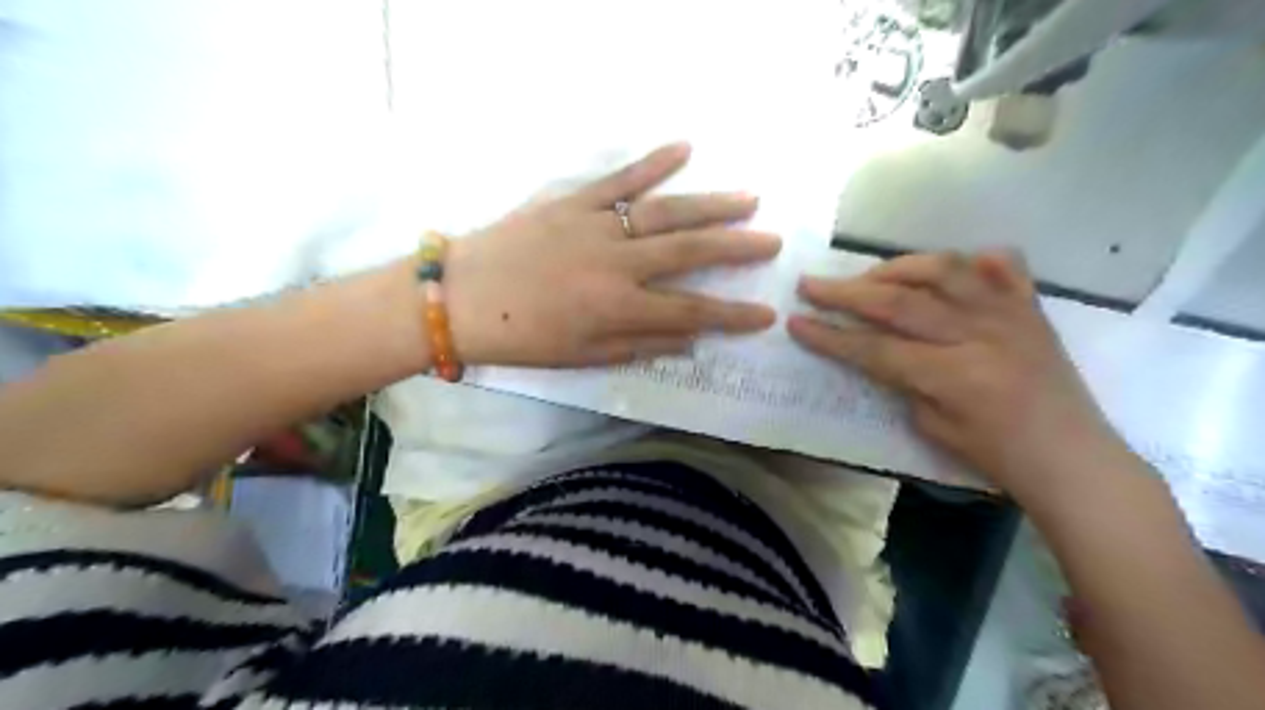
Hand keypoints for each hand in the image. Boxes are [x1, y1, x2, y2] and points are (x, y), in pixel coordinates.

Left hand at [440, 140, 783, 367]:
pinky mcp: (573, 201)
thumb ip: (639, 346)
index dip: (732, 315)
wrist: (460, 298)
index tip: (766, 315)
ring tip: (749, 199)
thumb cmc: (521, 338)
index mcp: (617, 307)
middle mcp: (616, 263)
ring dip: (710, 205)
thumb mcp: (582, 357)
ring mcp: (596, 226)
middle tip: (773, 242)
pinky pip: (619, 179)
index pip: (690, 312)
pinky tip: (684, 148)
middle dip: (736, 248)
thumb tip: (690, 341)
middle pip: (689, 252)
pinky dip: (652, 162)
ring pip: (665, 211)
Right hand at [788, 252, 1118, 502]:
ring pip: (943, 270)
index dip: (830, 335)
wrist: (1072, 456)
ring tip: (868, 274)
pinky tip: (949, 264)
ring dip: (896, 267)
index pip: (874, 347)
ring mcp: (1007, 314)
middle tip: (810, 284)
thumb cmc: (996, 455)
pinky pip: (1003, 267)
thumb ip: (903, 382)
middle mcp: (977, 333)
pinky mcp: (1030, 308)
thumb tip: (880, 350)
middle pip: (898, 302)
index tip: (796, 322)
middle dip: (846, 292)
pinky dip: (973, 259)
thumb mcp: (932, 428)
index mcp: (951, 374)